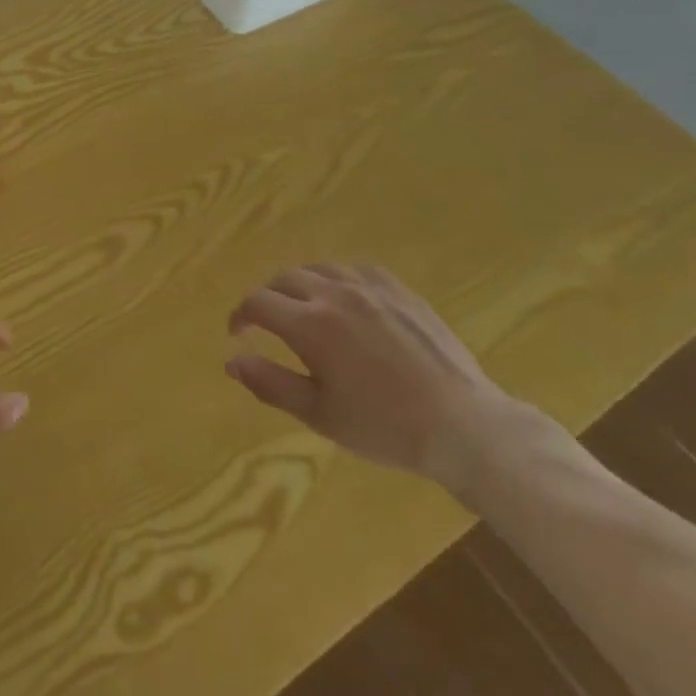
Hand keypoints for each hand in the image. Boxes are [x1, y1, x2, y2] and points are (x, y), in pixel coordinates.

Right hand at [225, 262, 521, 489]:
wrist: (463, 426)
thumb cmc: (385, 427)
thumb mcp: (320, 415)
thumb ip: (271, 383)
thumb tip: (232, 362)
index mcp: (310, 324)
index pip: (258, 303)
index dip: (241, 316)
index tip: (238, 334)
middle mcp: (334, 293)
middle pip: (284, 279)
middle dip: (269, 299)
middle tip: (269, 325)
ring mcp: (369, 287)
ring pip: (319, 268)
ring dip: (301, 285)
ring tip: (305, 309)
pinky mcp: (399, 289)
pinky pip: (356, 268)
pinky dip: (338, 278)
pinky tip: (346, 299)